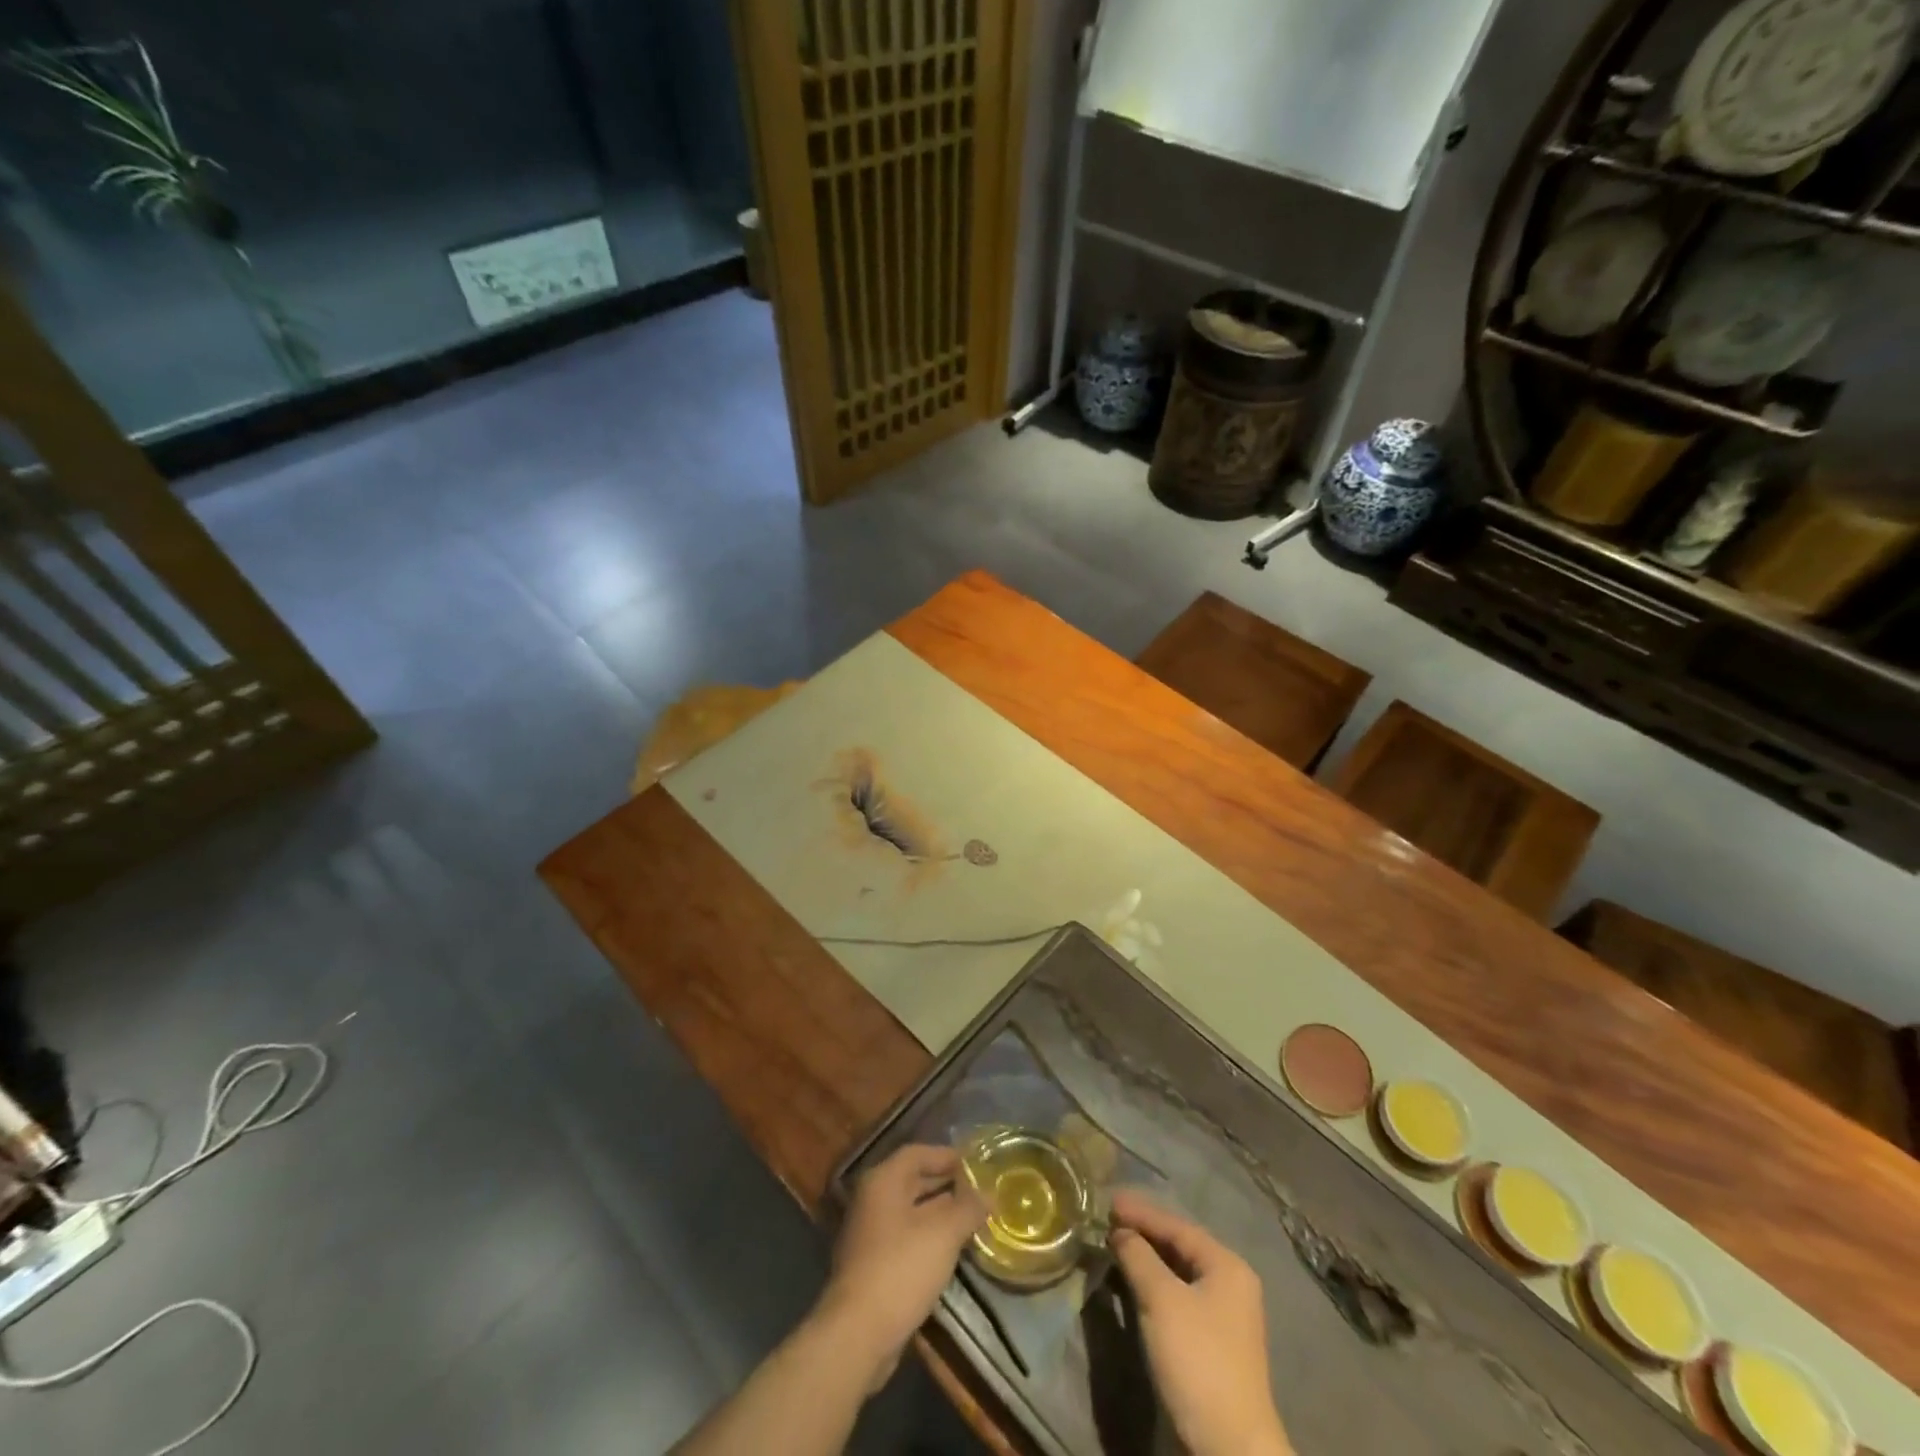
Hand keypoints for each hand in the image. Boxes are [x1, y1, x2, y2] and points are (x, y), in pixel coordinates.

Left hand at [813, 1144, 986, 1391]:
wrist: (858, 1333)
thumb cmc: (901, 1268)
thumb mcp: (943, 1234)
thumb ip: (968, 1208)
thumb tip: (989, 1195)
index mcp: (883, 1181)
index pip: (917, 1153)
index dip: (946, 1155)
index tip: (974, 1164)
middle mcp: (872, 1200)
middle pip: (913, 1181)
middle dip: (946, 1185)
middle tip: (978, 1191)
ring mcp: (869, 1234)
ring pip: (910, 1212)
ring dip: (940, 1213)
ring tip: (972, 1219)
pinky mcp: (872, 1265)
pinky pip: (905, 1238)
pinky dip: (928, 1238)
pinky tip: (951, 1251)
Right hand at [1110, 1191, 1291, 1455]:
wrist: (1229, 1448)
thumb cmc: (1197, 1360)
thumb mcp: (1161, 1300)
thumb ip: (1138, 1256)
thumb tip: (1120, 1231)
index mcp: (1226, 1265)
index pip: (1176, 1225)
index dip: (1141, 1212)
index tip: (1108, 1200)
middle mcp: (1230, 1283)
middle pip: (1180, 1245)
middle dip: (1143, 1232)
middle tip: (1108, 1219)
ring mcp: (1224, 1315)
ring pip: (1178, 1272)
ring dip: (1146, 1258)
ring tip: (1114, 1244)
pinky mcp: (1212, 1342)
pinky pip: (1178, 1295)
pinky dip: (1154, 1283)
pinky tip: (1132, 1281)